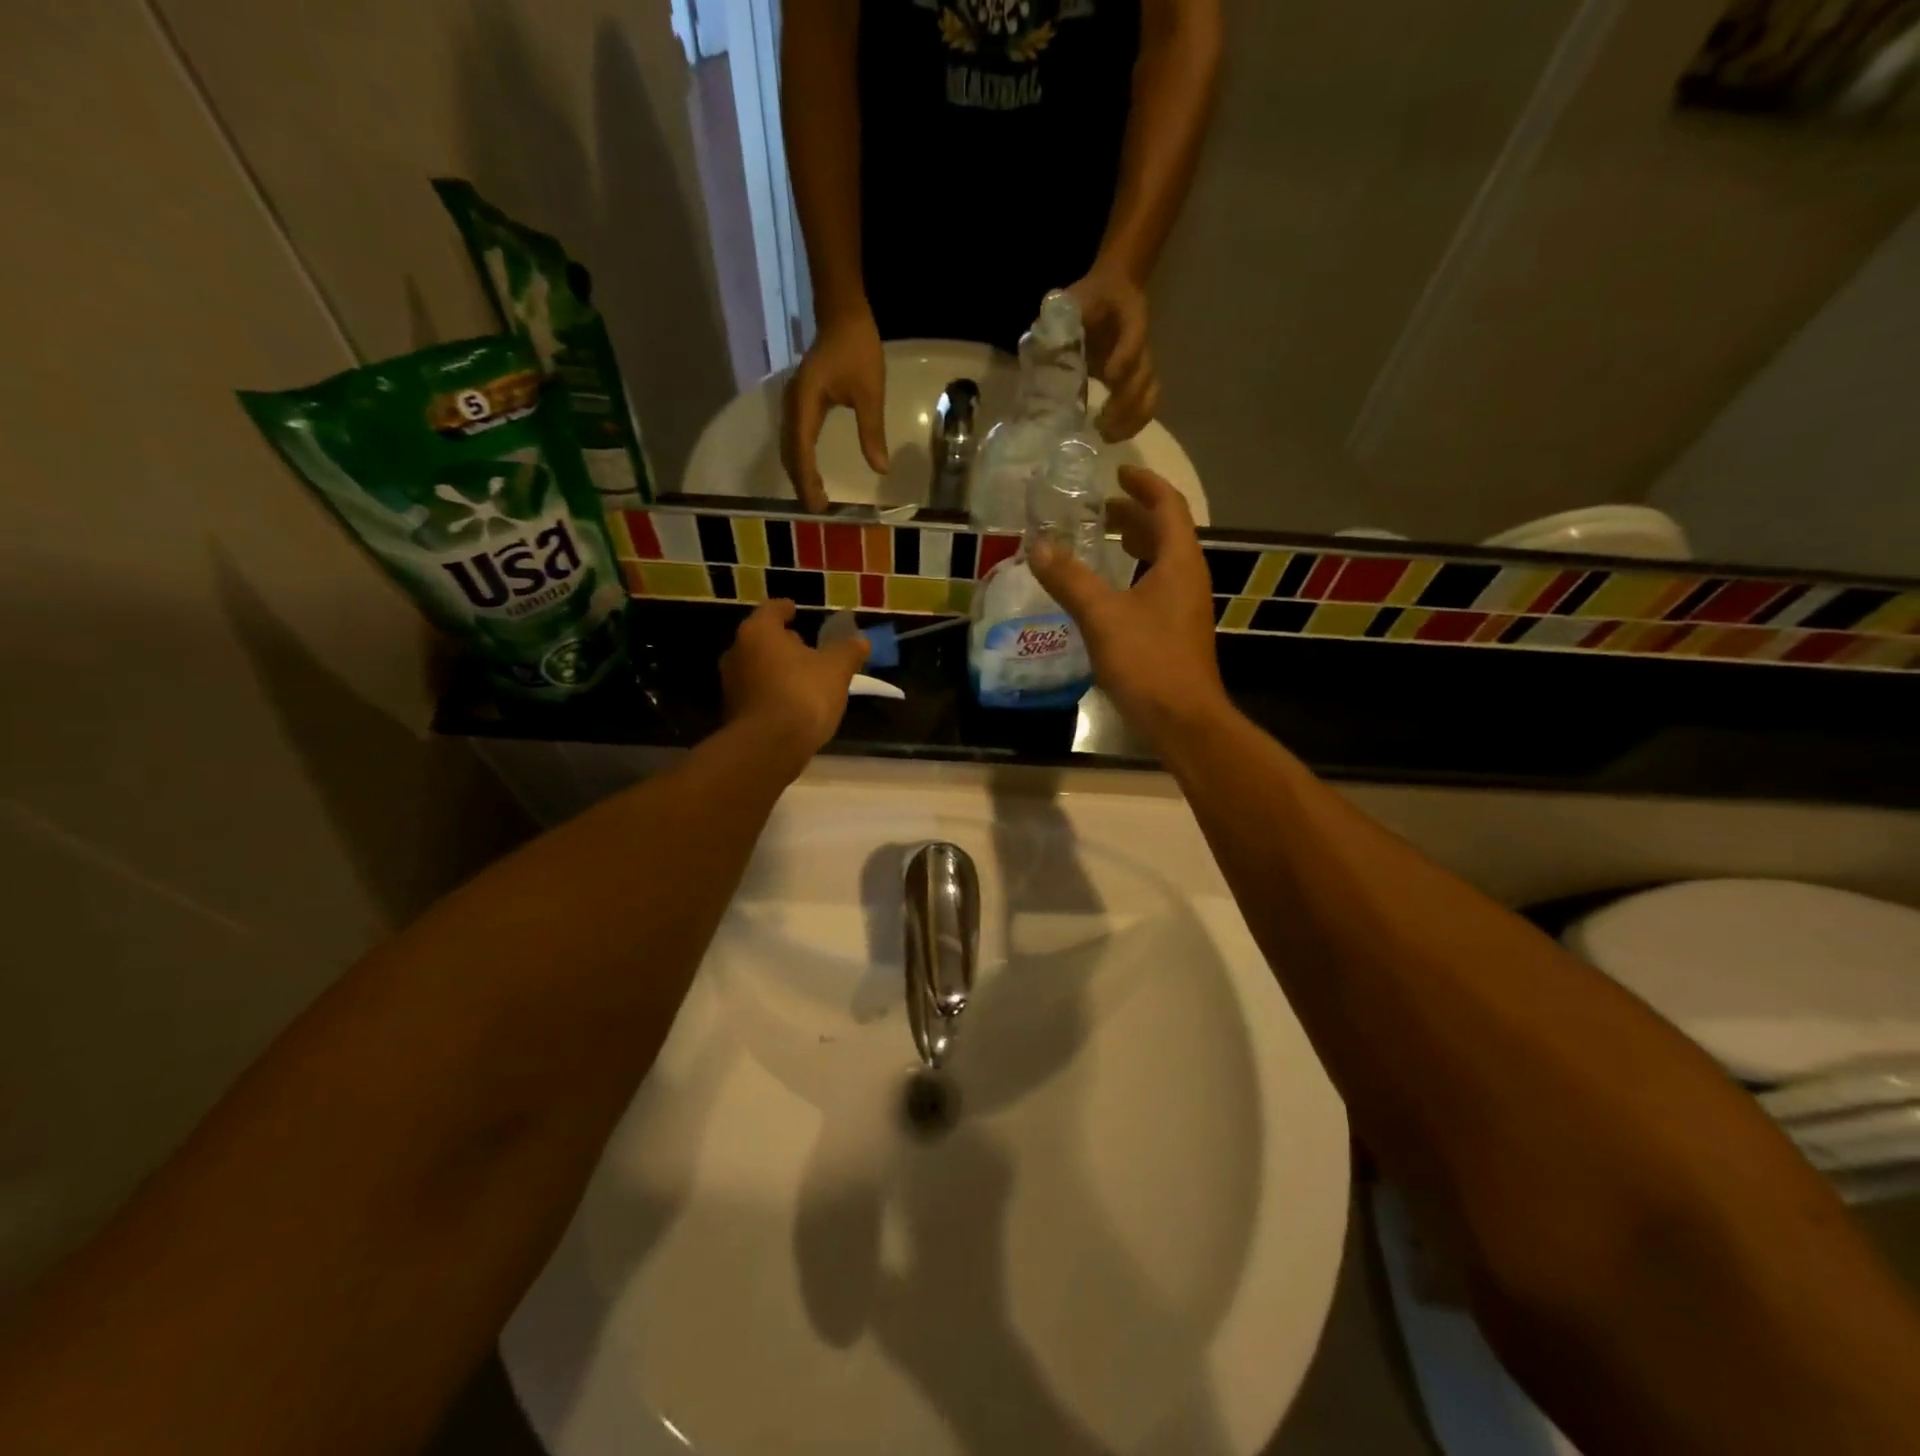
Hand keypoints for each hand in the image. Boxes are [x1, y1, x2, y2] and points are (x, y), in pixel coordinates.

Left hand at [721, 599, 870, 761]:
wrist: (769, 747)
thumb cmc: (803, 694)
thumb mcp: (837, 669)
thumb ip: (848, 650)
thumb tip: (860, 640)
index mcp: (759, 632)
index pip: (772, 610)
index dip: (786, 608)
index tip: (796, 609)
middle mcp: (737, 652)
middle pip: (762, 639)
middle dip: (783, 642)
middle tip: (806, 646)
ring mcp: (731, 685)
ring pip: (758, 667)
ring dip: (778, 669)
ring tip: (804, 677)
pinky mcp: (733, 713)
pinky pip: (758, 693)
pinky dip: (773, 693)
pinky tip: (793, 704)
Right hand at [780, 306, 888, 511]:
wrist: (842, 314)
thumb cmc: (858, 350)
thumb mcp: (870, 393)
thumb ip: (872, 432)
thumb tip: (880, 469)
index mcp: (805, 403)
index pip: (802, 450)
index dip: (808, 480)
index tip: (818, 504)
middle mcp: (792, 405)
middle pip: (790, 453)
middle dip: (801, 482)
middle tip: (817, 509)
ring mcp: (792, 404)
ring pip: (789, 447)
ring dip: (799, 473)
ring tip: (814, 497)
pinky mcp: (798, 403)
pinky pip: (795, 438)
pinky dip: (800, 460)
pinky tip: (811, 473)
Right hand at [1028, 467, 1223, 745]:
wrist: (1182, 720)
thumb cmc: (1148, 662)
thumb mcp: (1102, 616)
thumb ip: (1069, 579)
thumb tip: (1037, 547)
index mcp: (1179, 562)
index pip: (1168, 505)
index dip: (1144, 484)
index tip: (1117, 470)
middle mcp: (1188, 577)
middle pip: (1166, 531)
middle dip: (1134, 514)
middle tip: (1098, 508)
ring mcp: (1184, 606)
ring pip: (1161, 560)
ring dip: (1134, 544)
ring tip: (1101, 539)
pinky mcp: (1175, 630)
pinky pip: (1156, 585)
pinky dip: (1133, 573)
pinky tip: (1107, 590)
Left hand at [1068, 267, 1157, 441]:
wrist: (1113, 291)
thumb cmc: (1088, 300)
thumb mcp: (1071, 301)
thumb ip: (1058, 320)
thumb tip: (1041, 346)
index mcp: (1128, 315)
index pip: (1135, 335)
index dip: (1126, 356)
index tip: (1109, 377)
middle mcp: (1140, 343)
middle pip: (1143, 374)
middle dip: (1125, 401)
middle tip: (1101, 423)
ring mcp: (1141, 364)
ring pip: (1149, 393)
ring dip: (1132, 419)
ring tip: (1108, 436)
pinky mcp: (1138, 380)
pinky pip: (1146, 404)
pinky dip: (1134, 424)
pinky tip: (1114, 436)